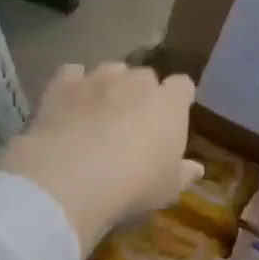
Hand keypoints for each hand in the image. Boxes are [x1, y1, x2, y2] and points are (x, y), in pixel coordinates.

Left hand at [0, 62, 203, 253]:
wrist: (72, 179)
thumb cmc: (134, 185)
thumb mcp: (168, 189)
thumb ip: (183, 174)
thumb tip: (196, 168)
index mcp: (169, 103)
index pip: (182, 86)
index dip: (178, 98)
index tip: (173, 115)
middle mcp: (135, 82)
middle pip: (145, 76)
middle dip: (142, 92)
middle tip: (134, 120)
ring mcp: (97, 79)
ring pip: (110, 70)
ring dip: (110, 85)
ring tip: (100, 110)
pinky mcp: (62, 85)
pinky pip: (72, 73)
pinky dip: (74, 84)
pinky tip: (70, 102)